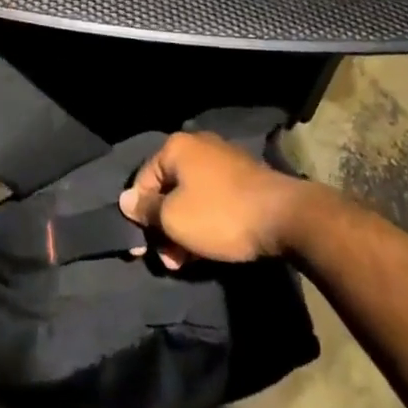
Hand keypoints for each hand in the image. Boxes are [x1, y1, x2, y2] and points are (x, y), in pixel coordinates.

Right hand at [118, 132, 312, 269]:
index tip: (144, 248)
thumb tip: (125, 199)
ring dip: (183, 229)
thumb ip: (146, 209)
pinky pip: (210, 198)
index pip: (143, 180)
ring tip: (187, 262)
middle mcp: (197, 145)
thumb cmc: (219, 214)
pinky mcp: (241, 177)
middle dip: (164, 227)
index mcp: (176, 147)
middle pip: (167, 189)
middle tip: (170, 260)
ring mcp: (221, 160)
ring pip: (189, 197)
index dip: (139, 215)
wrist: (282, 216)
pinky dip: (204, 221)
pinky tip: (207, 248)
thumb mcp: (174, 218)